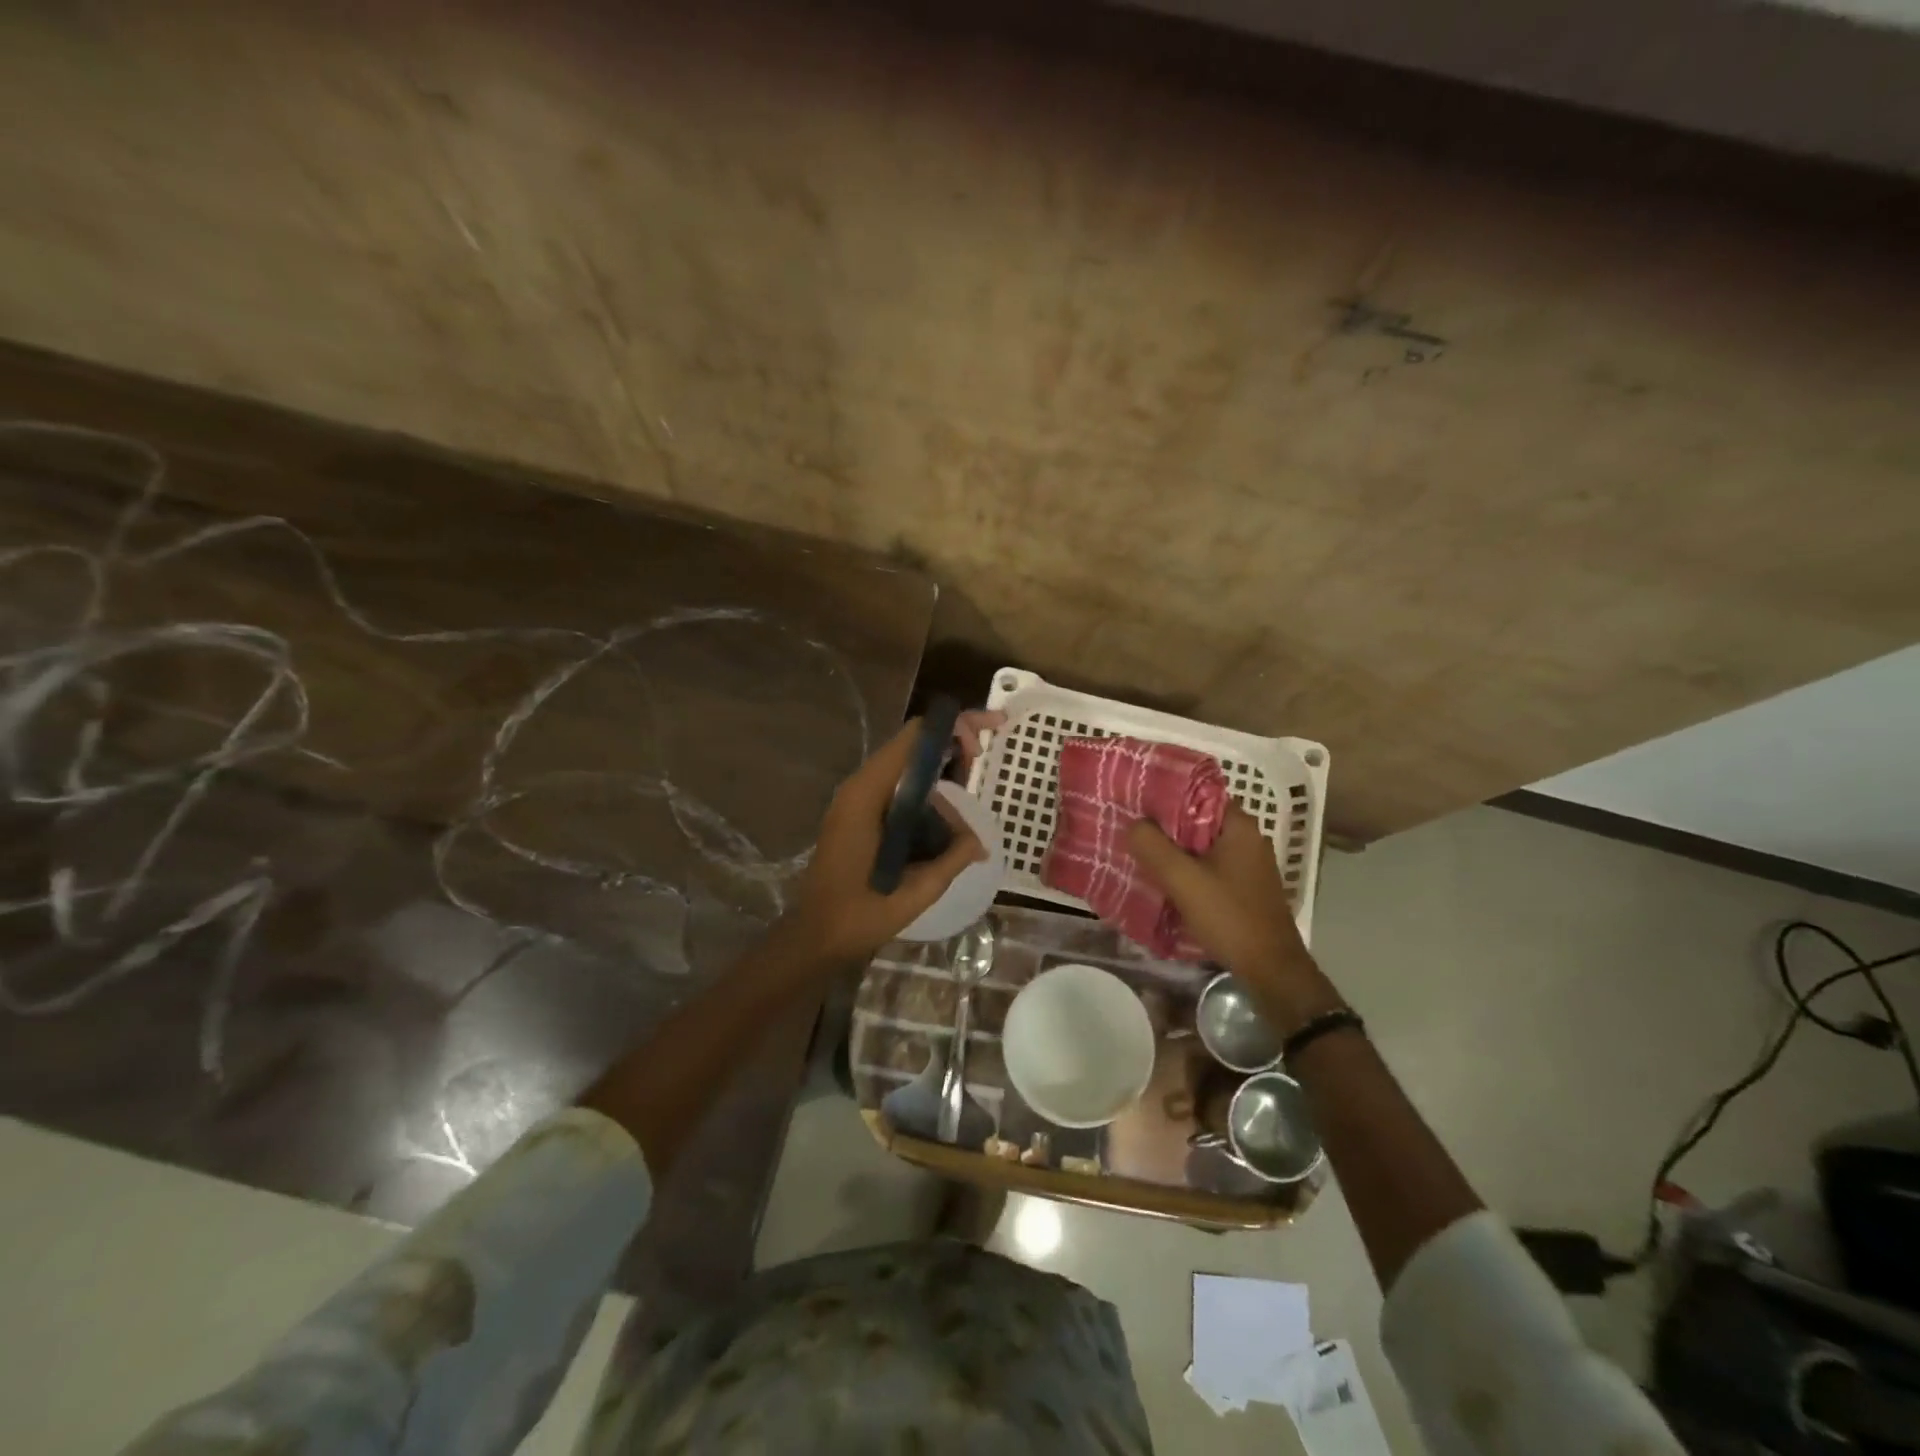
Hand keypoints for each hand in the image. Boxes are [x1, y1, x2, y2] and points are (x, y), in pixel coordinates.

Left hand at [784, 718, 986, 965]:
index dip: (953, 729)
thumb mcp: (917, 889)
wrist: (817, 937)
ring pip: (907, 772)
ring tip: (961, 829)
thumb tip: (979, 842)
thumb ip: (952, 857)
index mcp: (868, 795)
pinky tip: (942, 832)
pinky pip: (897, 793)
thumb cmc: (861, 914)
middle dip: (951, 751)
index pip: (913, 738)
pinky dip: (924, 800)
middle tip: (979, 770)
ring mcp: (856, 801)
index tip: (982, 747)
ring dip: (939, 787)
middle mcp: (860, 788)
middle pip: (911, 747)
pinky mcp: (858, 816)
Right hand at [1128, 804, 1317, 994]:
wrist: (1270, 969)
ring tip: (1139, 852)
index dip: (1163, 797)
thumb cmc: (1229, 917)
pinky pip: (1208, 866)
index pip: (1196, 794)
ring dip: (1173, 850)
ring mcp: (1248, 863)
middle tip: (1130, 829)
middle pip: (1196, 820)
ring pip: (1200, 846)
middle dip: (1164, 826)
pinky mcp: (1243, 886)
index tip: (1134, 803)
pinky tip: (1163, 879)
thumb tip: (1133, 824)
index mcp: (1239, 826)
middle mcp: (1247, 838)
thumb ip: (1153, 847)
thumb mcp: (1183, 880)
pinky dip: (1187, 869)